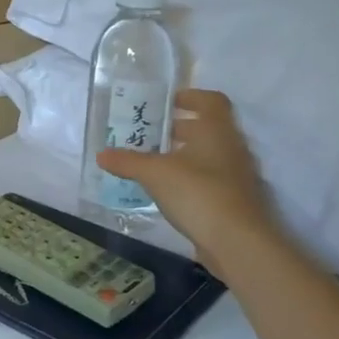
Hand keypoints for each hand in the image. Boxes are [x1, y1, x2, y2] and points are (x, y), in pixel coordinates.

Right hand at [97, 89, 277, 271]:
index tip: (166, 102)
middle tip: (149, 134)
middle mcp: (231, 147)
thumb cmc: (197, 193)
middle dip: (178, 128)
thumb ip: (127, 162)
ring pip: (208, 155)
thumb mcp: (154, 174)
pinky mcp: (234, 200)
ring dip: (183, 155)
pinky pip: (209, 179)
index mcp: (216, 130)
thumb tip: (101, 154)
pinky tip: (166, 191)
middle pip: (206, 128)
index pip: (211, 101)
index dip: (190, 96)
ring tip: (152, 163)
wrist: (237, 242)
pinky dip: (189, 179)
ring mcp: (236, 175)